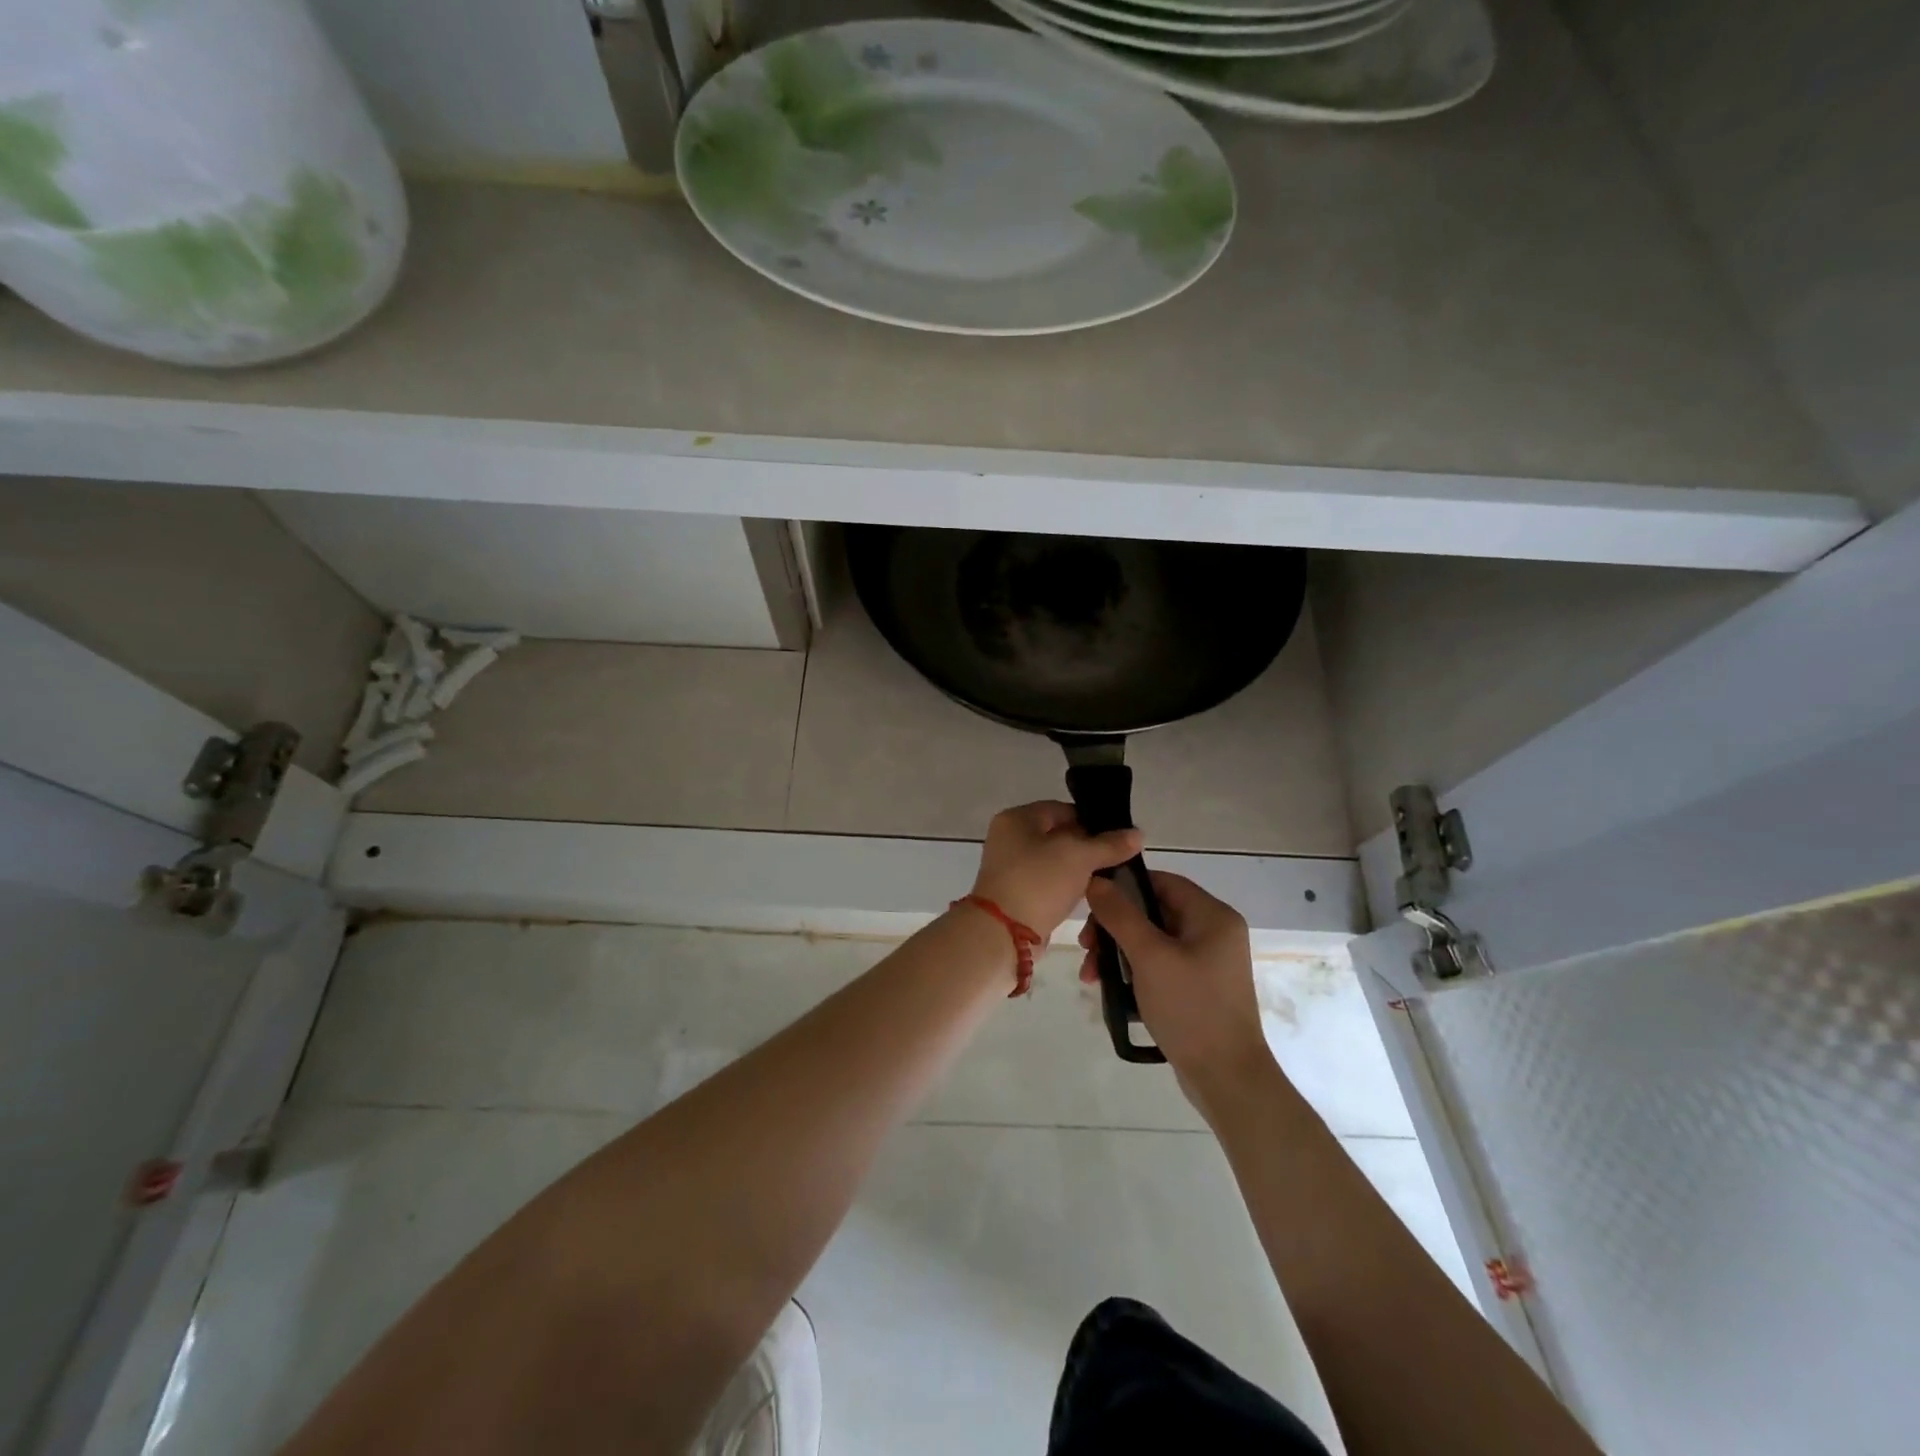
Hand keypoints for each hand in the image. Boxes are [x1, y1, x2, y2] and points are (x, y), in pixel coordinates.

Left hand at [970, 802, 1142, 939]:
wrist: (1003, 934)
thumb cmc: (1038, 882)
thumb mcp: (1079, 857)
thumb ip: (1109, 844)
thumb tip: (1138, 834)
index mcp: (1017, 819)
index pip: (1062, 809)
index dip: (1092, 821)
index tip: (1119, 838)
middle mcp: (1009, 838)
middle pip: (1059, 835)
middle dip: (1088, 847)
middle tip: (1117, 859)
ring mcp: (1011, 868)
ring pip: (1055, 862)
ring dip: (1079, 870)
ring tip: (1108, 879)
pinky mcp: (1016, 894)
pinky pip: (1048, 883)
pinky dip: (1066, 888)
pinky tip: (1088, 896)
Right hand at [1080, 872, 1274, 1113]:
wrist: (1227, 1079)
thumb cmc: (1191, 1008)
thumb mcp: (1149, 957)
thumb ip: (1120, 915)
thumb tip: (1095, 880)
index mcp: (1212, 916)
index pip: (1161, 882)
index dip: (1123, 887)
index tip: (1090, 905)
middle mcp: (1214, 931)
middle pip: (1153, 911)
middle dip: (1114, 927)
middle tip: (1085, 947)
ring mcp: (1207, 961)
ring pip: (1152, 939)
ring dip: (1118, 952)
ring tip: (1091, 976)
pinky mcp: (1198, 986)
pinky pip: (1159, 963)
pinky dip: (1133, 970)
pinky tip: (1111, 988)